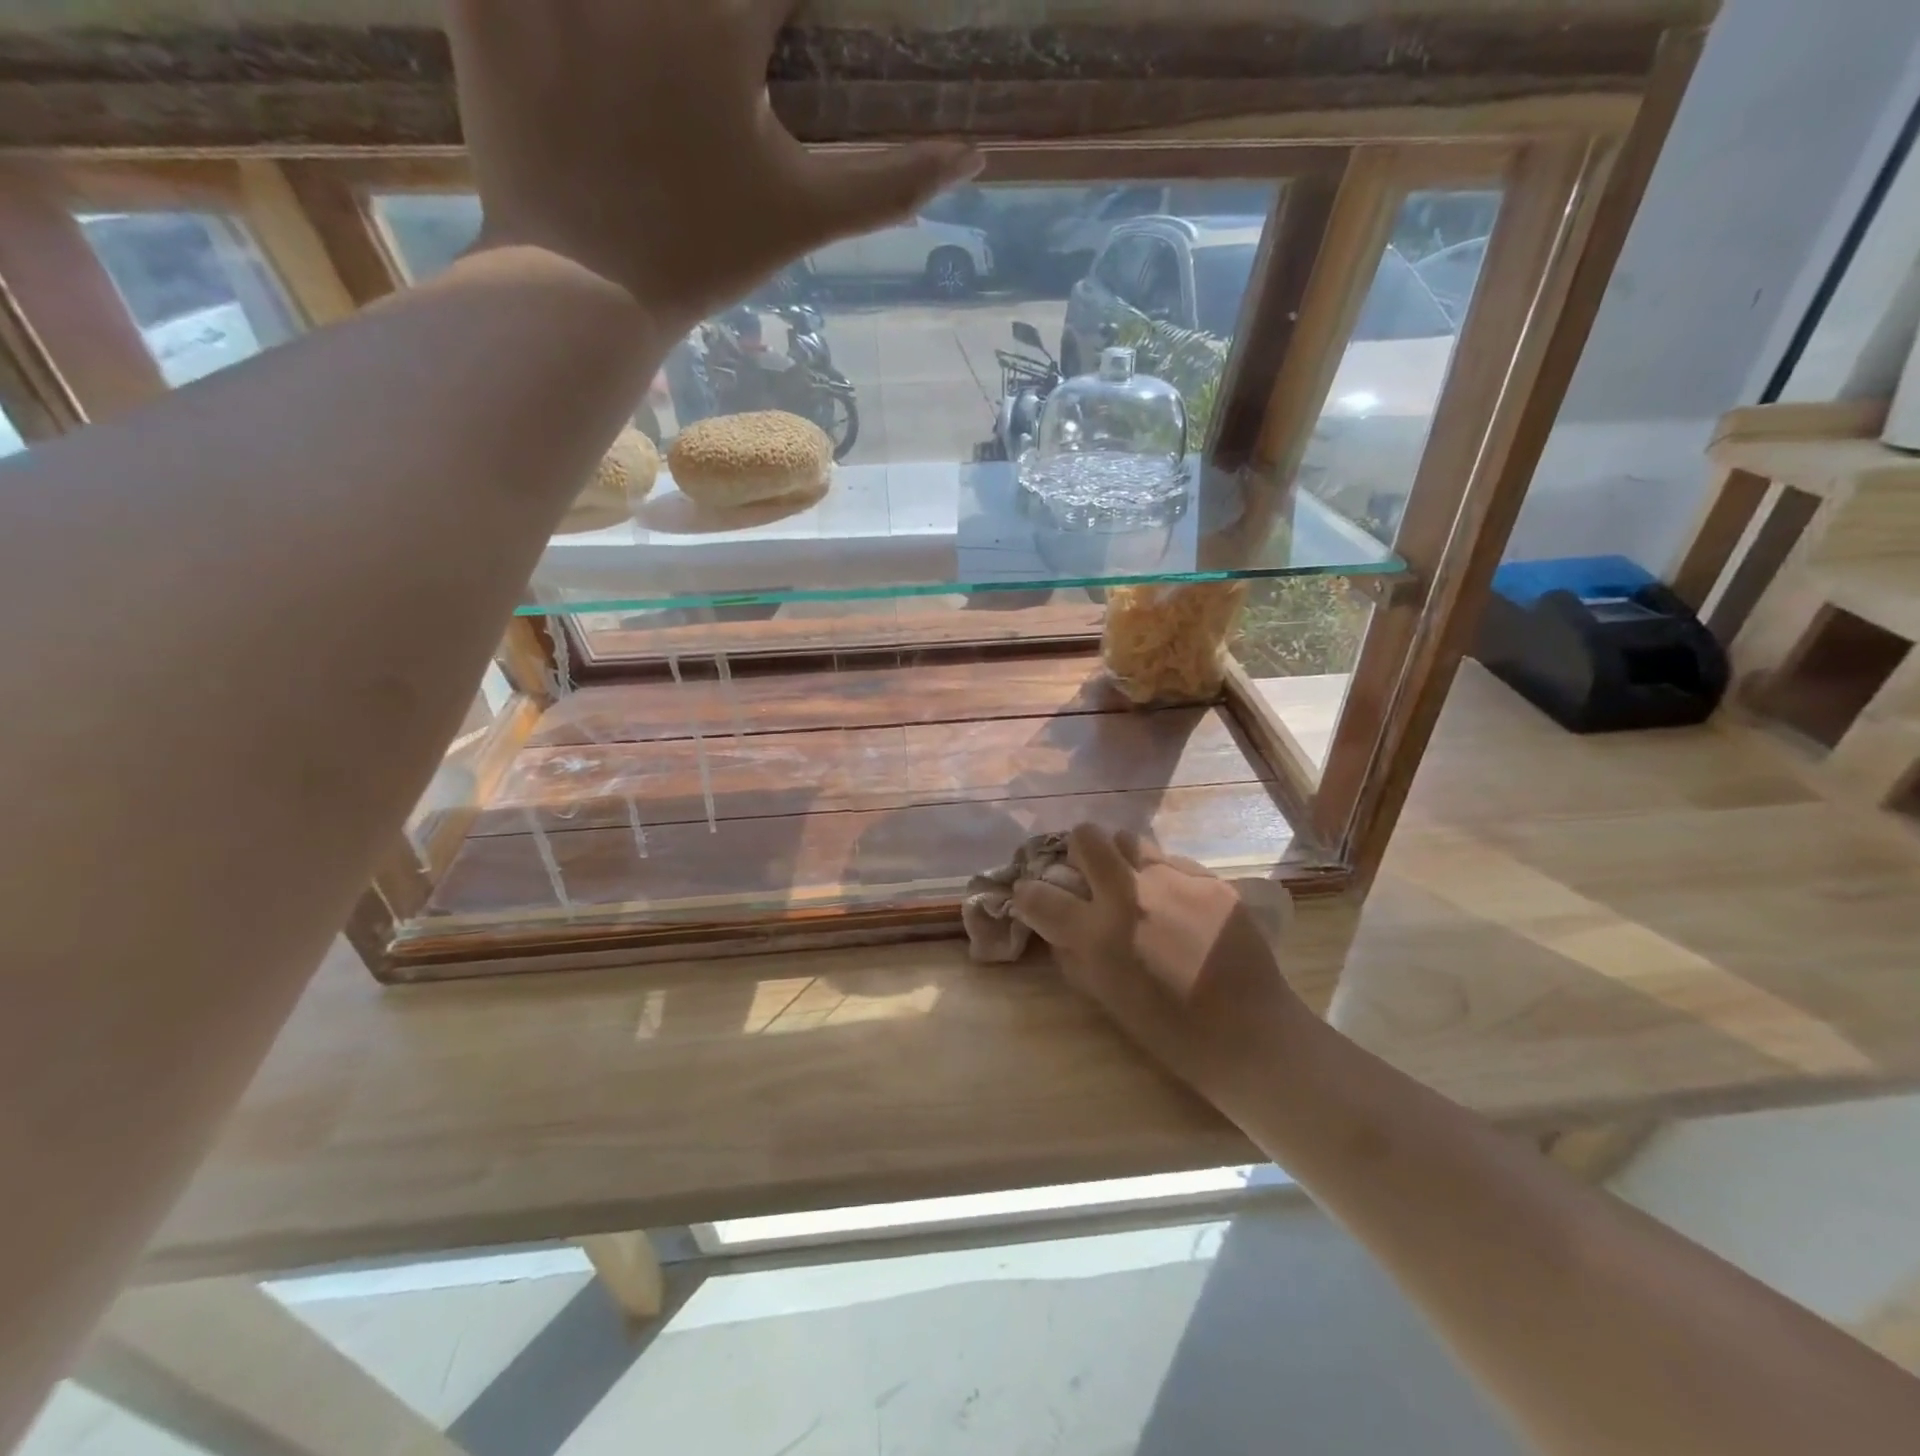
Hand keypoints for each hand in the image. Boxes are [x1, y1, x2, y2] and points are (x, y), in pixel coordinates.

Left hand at [446, 0, 979, 330]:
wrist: (583, 291)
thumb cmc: (702, 256)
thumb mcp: (805, 219)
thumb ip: (890, 181)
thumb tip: (975, 155)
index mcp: (724, 24)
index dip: (790, 1)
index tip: (786, 22)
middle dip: (719, 8)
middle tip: (719, 45)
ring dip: (634, 7)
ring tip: (649, 41)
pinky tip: (564, 17)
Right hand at [1013, 825, 1319, 1119]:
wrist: (1251, 1033)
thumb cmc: (1171, 1031)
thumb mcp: (1106, 998)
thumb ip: (1075, 954)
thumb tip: (1058, 925)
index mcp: (1098, 934)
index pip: (1037, 893)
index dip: (1028, 894)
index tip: (1035, 899)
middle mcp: (1129, 895)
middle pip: (1085, 837)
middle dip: (1080, 853)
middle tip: (1091, 878)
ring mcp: (1173, 880)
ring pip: (1129, 839)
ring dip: (1122, 859)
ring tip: (1137, 886)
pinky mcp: (1208, 878)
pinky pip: (1172, 862)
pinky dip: (1164, 878)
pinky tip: (1181, 907)